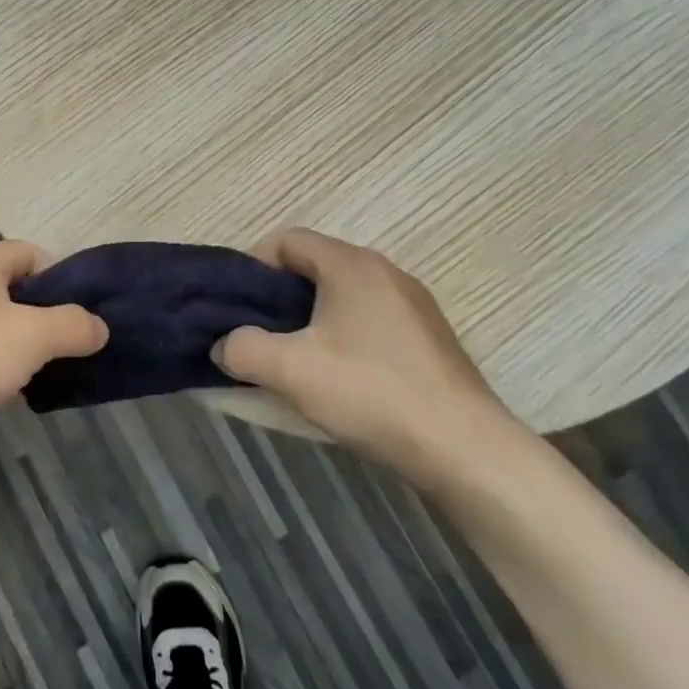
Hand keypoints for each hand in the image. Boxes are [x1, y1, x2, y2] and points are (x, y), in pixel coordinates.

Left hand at [0, 241, 107, 490]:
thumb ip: (73, 325)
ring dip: (27, 350)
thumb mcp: (30, 334)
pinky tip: (19, 397)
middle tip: (82, 346)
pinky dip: (0, 375)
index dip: (64, 276)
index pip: (30, 253)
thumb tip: (100, 326)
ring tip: (60, 374)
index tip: (91, 311)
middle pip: (15, 292)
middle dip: (50, 317)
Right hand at [213, 229, 526, 487]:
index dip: (253, 266)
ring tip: (294, 359)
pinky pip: (370, 319)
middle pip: (315, 266)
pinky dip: (343, 335)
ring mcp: (413, 304)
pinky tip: (339, 377)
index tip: (238, 307)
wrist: (464, 448)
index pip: (287, 240)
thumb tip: (224, 345)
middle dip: (278, 297)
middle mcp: (385, 272)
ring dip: (310, 319)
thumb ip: (242, 349)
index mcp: (351, 265)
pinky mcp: (428, 337)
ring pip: (343, 295)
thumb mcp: (290, 370)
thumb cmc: (370, 393)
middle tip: (258, 335)